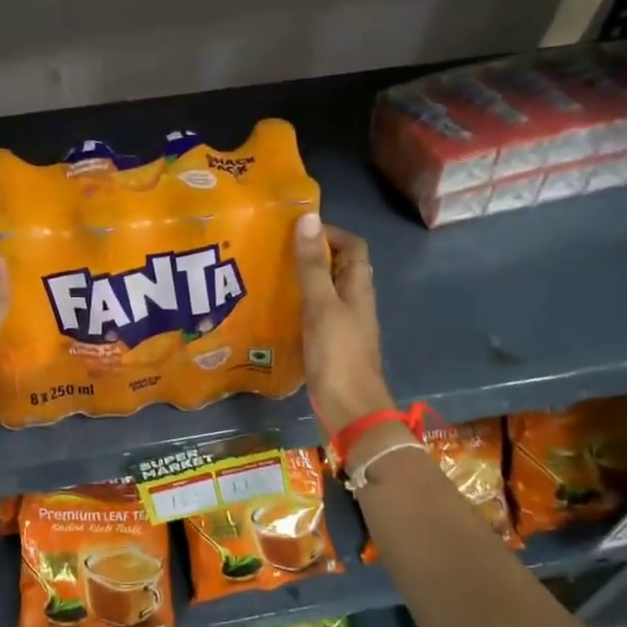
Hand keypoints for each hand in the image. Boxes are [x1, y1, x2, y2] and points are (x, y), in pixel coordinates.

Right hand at [293, 212, 394, 430]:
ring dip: (302, 281)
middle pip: (338, 267)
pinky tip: (274, 311)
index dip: (330, 233)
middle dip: (311, 255)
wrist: (349, 408)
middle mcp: (353, 302)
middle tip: (274, 250)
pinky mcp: (329, 344)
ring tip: (268, 275)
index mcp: (358, 287)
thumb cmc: (338, 354)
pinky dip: (298, 307)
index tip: (297, 230)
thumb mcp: (322, 305)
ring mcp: (342, 325)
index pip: (353, 246)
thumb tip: (307, 218)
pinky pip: (314, 315)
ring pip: (324, 292)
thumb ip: (312, 265)